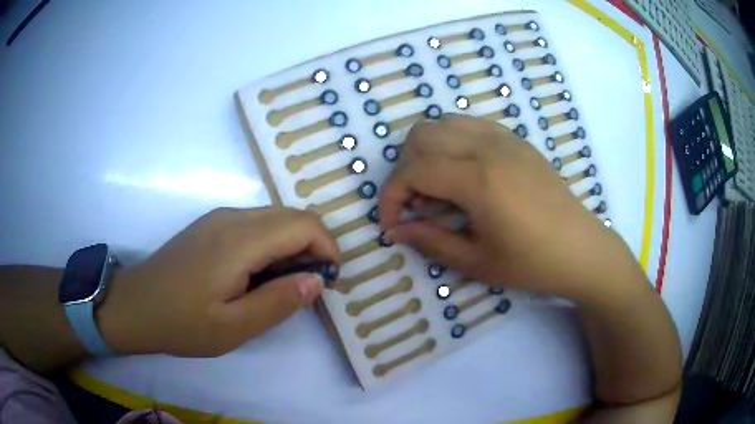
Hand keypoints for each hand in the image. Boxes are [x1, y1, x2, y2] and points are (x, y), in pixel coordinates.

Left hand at [98, 207, 339, 356]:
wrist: (135, 305)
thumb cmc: (182, 322)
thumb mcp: (234, 327)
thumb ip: (279, 302)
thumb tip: (317, 279)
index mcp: (239, 240)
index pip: (303, 225)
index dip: (328, 248)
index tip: (330, 281)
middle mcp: (232, 216)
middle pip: (292, 216)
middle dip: (314, 247)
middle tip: (310, 286)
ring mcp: (219, 217)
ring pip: (275, 218)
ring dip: (293, 246)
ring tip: (285, 285)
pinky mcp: (211, 224)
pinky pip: (256, 224)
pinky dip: (272, 244)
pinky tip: (259, 274)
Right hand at [380, 114, 645, 301]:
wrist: (581, 249)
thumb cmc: (532, 263)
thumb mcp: (477, 262)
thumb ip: (431, 241)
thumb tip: (396, 231)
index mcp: (479, 180)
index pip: (413, 170)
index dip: (391, 196)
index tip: (392, 223)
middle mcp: (488, 147)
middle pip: (422, 135)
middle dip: (406, 169)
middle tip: (417, 204)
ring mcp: (505, 139)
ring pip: (445, 122)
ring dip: (428, 150)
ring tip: (438, 186)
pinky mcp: (517, 140)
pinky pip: (472, 125)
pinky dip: (453, 141)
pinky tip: (464, 173)